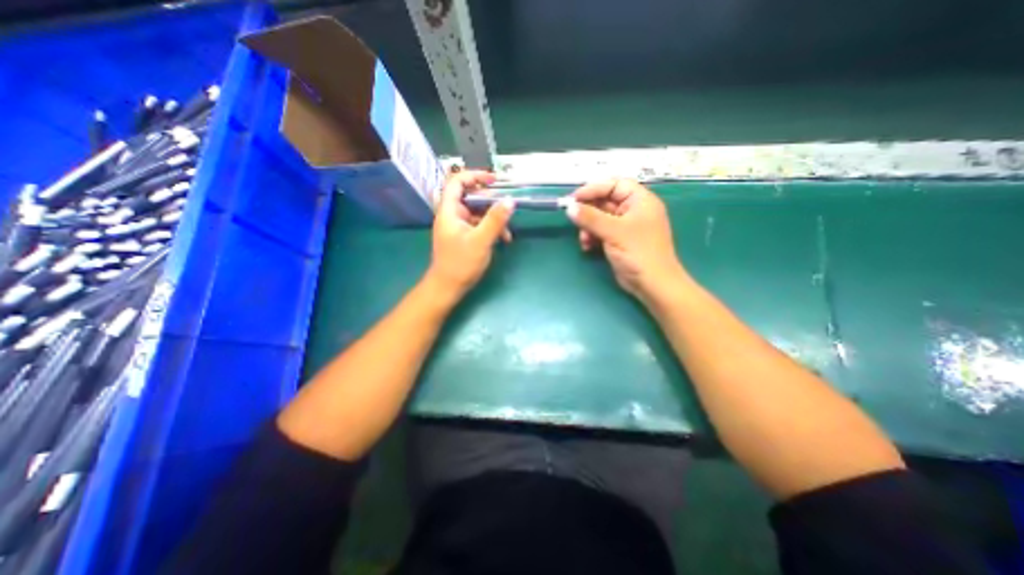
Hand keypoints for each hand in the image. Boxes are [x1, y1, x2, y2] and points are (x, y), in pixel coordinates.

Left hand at [427, 168, 516, 299]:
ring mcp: (458, 226)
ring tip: (508, 232)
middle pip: (470, 196)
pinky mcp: (464, 236)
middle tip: (507, 205)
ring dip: (494, 218)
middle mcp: (452, 215)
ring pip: (477, 212)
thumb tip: (510, 200)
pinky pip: (479, 225)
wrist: (448, 287)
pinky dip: (491, 229)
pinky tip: (503, 239)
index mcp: (449, 211)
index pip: (457, 182)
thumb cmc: (461, 263)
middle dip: (490, 201)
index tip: (494, 181)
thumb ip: (495, 220)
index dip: (475, 176)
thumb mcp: (481, 241)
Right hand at [568, 177, 686, 306]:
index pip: (614, 185)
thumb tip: (569, 207)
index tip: (574, 199)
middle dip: (589, 212)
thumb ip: (590, 217)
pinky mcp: (619, 240)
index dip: (594, 189)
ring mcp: (626, 226)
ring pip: (600, 218)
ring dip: (588, 227)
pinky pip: (601, 232)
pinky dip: (592, 237)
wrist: (652, 284)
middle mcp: (633, 210)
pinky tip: (586, 246)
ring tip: (583, 239)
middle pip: (605, 201)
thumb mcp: (613, 232)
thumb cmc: (638, 252)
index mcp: (640, 201)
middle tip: (574, 219)